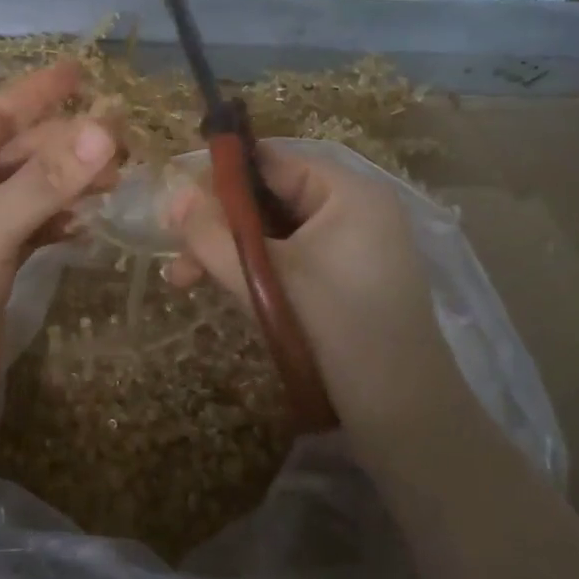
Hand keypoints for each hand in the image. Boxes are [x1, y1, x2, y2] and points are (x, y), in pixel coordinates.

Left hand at [0, 62, 118, 427]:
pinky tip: (91, 222)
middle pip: (22, 153)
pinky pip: (38, 225)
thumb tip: (106, 130)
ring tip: (119, 179)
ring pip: (34, 189)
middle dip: (68, 145)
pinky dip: (63, 221)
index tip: (82, 71)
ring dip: (72, 183)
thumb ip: (46, 183)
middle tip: (124, 140)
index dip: (38, 92)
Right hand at [166, 145, 440, 430]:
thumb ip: (212, 235)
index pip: (271, 162)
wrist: (406, 416)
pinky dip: (256, 271)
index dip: (219, 178)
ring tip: (183, 280)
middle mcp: (356, 210)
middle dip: (218, 225)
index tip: (176, 205)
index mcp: (349, 192)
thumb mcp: (265, 278)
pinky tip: (222, 290)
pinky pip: (292, 260)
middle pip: (270, 199)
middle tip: (173, 250)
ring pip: (276, 234)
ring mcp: (354, 247)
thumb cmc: (336, 330)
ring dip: (230, 252)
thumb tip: (172, 196)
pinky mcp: (348, 281)